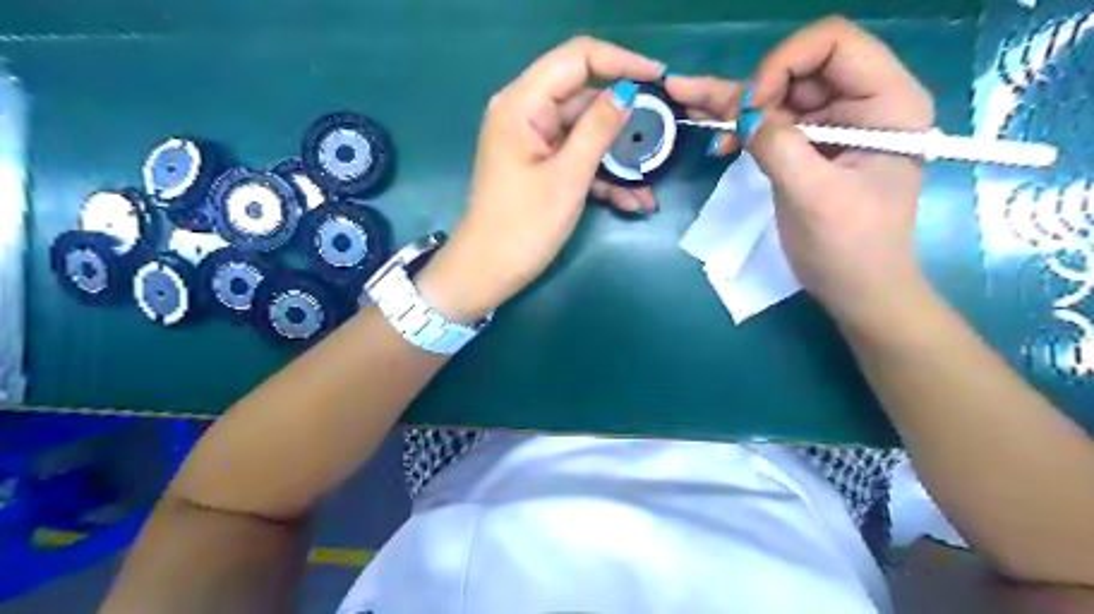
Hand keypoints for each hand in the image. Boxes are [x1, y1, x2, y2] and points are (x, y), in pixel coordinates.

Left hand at [415, 36, 660, 323]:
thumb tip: (628, 92)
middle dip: (625, 120)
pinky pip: (576, 157)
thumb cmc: (523, 227)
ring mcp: (533, 141)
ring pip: (585, 133)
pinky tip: (631, 201)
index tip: (659, 79)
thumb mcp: (567, 178)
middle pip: (584, 97)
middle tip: (663, 137)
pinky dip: (602, 175)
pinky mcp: (540, 165)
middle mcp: (525, 113)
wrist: (488, 272)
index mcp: (522, 104)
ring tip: (649, 185)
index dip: (621, 62)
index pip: (577, 58)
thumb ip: (598, 130)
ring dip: (618, 157)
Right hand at [672, 16, 935, 328]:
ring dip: (735, 102)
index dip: (784, 64)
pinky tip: (713, 128)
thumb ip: (779, 147)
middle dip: (752, 89)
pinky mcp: (810, 148)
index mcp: (887, 102)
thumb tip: (744, 115)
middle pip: (799, 68)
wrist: (857, 290)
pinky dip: (740, 126)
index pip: (834, 44)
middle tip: (709, 115)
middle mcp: (862, 102)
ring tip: (688, 99)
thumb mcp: (815, 196)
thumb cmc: (850, 247)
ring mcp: (833, 126)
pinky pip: (772, 124)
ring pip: (779, 95)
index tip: (752, 108)